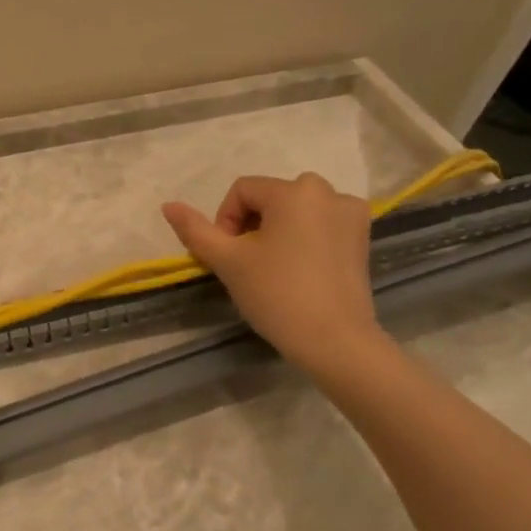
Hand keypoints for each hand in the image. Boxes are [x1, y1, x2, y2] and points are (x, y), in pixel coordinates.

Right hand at [162, 173, 386, 375]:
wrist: (334, 340)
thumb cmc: (276, 294)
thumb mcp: (227, 261)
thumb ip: (195, 230)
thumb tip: (167, 205)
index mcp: (294, 191)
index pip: (242, 190)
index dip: (225, 220)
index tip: (227, 256)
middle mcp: (327, 192)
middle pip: (271, 197)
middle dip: (251, 224)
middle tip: (246, 262)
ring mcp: (351, 213)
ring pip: (297, 210)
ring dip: (277, 229)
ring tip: (272, 266)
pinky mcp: (362, 237)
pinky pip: (321, 223)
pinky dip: (304, 237)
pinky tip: (300, 268)